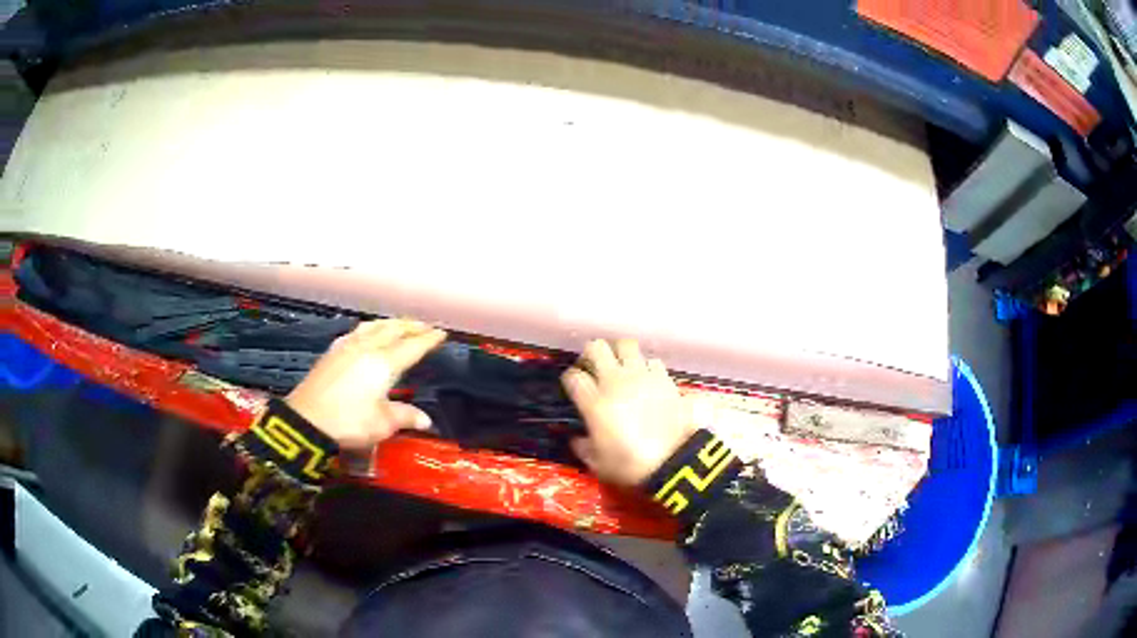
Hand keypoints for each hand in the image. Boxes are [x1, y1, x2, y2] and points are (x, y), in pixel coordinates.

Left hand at [285, 319, 445, 449]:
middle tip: (424, 326)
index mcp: (384, 363)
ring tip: (399, 324)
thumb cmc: (349, 421)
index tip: (441, 333)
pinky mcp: (332, 352)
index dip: (428, 340)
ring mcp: (347, 347)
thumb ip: (405, 416)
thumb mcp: (383, 424)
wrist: (306, 419)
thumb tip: (426, 419)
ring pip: (373, 326)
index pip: (412, 346)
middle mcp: (367, 347)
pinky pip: (357, 331)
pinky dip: (370, 328)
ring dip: (390, 323)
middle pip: (393, 330)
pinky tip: (367, 333)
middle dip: (411, 326)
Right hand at [561, 339, 696, 486]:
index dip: (570, 380)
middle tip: (594, 367)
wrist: (673, 461)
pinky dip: (647, 367)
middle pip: (596, 348)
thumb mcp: (598, 464)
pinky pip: (652, 361)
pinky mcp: (664, 378)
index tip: (574, 387)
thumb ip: (584, 447)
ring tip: (622, 367)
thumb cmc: (630, 466)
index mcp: (594, 402)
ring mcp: (641, 376)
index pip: (573, 377)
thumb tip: (578, 439)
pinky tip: (647, 379)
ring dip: (621, 353)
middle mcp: (615, 381)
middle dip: (591, 354)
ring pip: (626, 345)